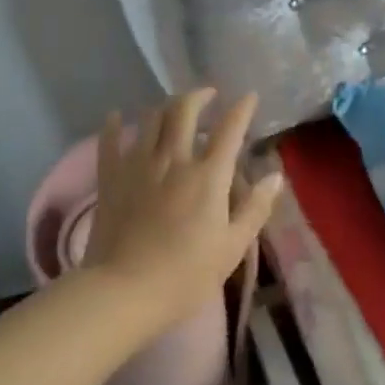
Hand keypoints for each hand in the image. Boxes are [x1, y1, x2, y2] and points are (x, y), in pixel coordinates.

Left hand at [87, 89, 282, 316]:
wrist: (124, 290)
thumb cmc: (186, 275)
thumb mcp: (232, 247)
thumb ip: (255, 208)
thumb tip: (275, 176)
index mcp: (208, 176)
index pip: (229, 130)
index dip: (242, 109)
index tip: (249, 96)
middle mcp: (173, 159)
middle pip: (184, 111)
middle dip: (199, 95)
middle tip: (208, 94)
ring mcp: (137, 165)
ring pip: (150, 119)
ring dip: (164, 107)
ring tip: (172, 109)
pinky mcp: (110, 178)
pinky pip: (109, 141)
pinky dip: (113, 125)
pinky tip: (114, 117)